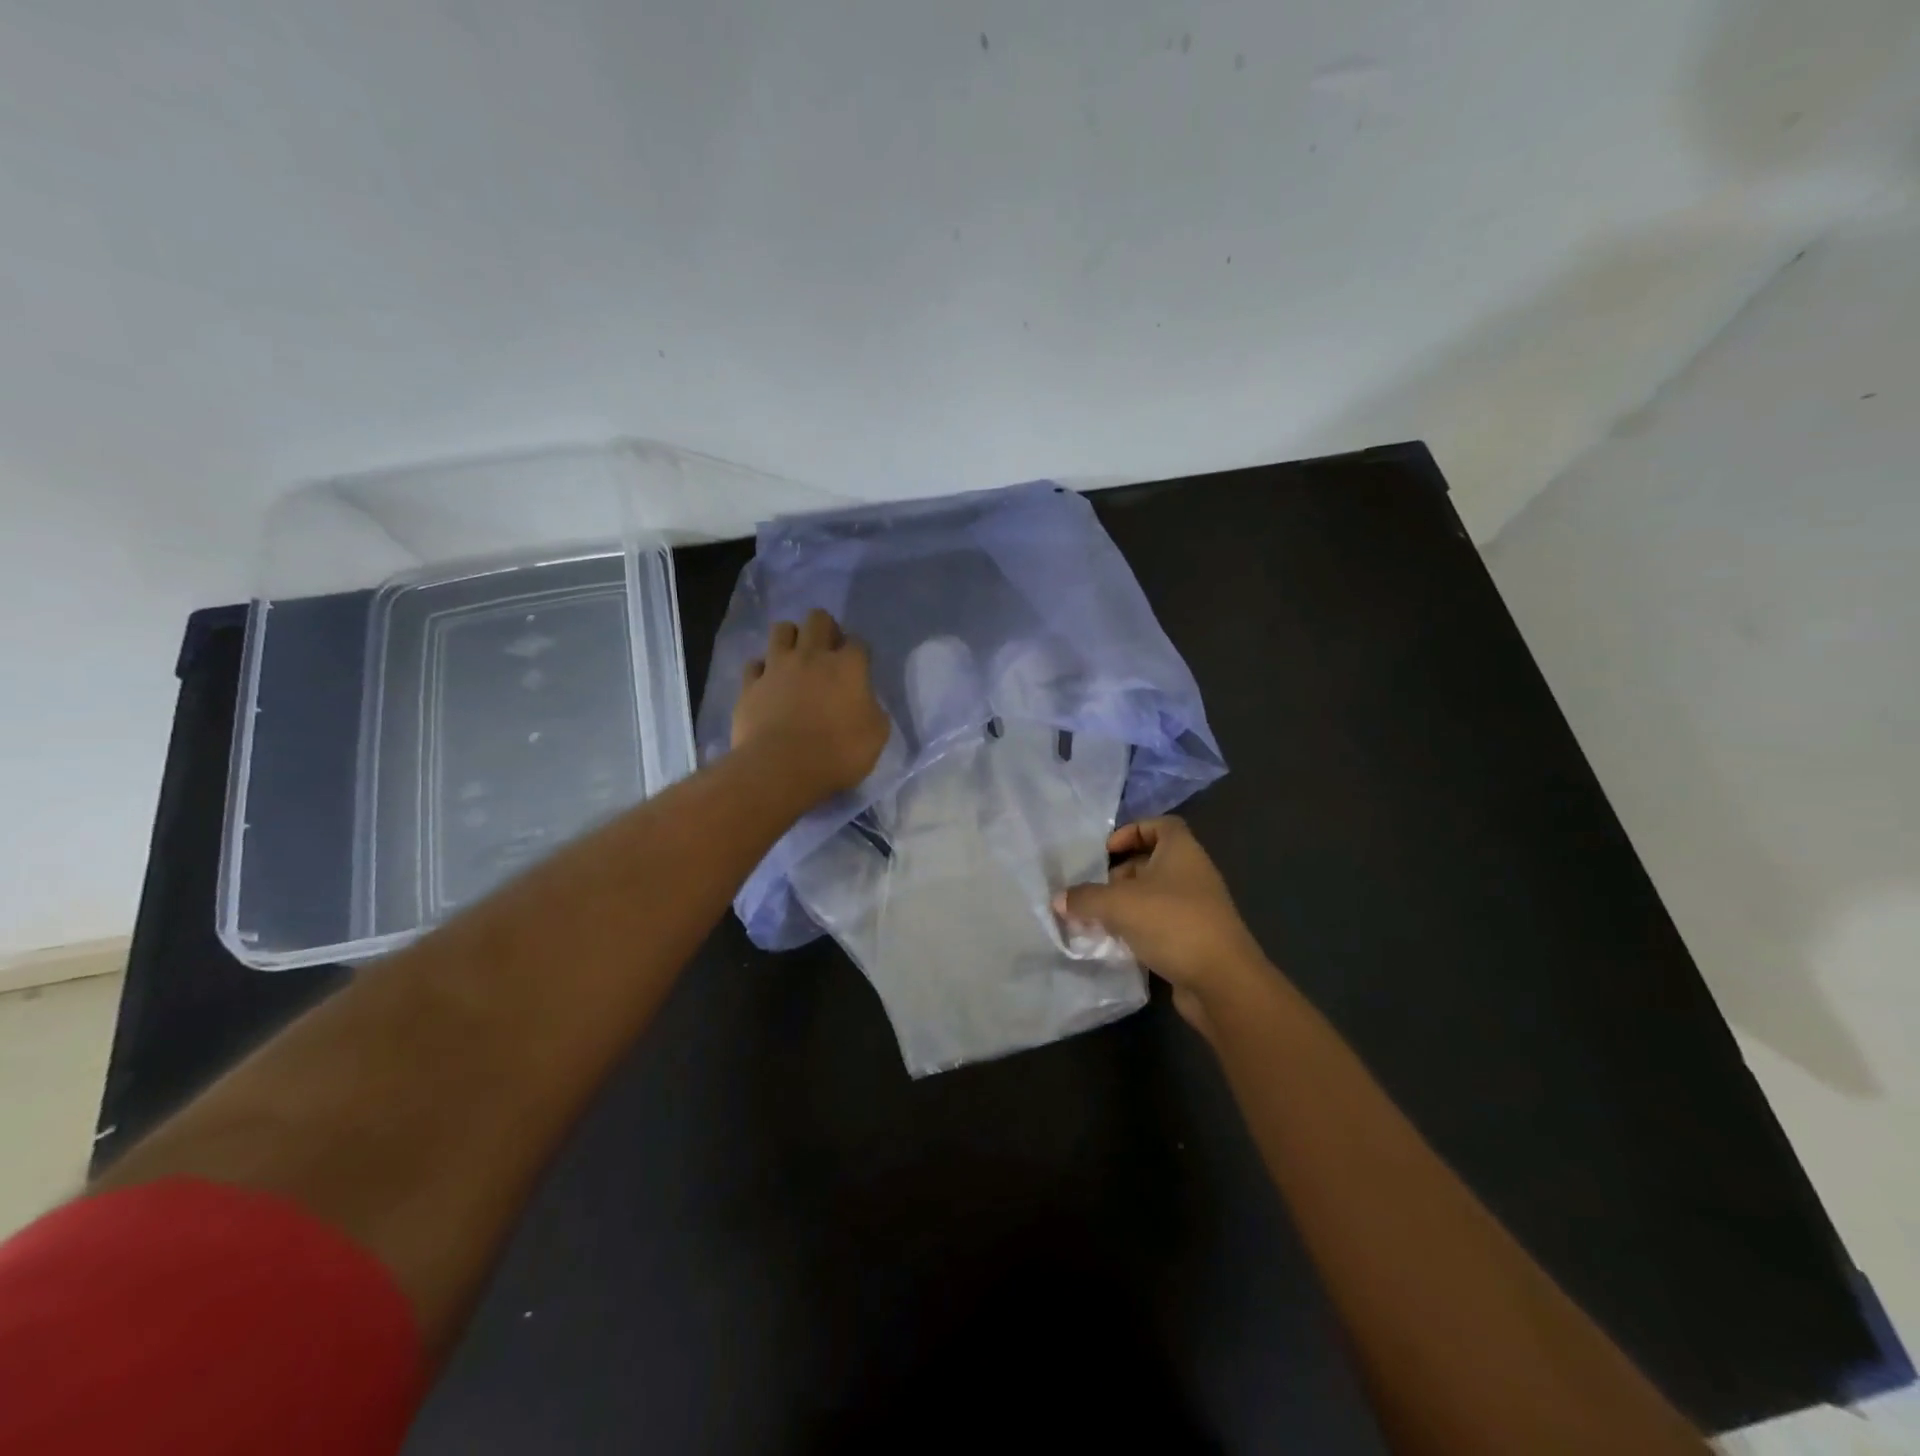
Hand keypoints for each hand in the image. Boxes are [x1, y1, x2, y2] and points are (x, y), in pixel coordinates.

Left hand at [732, 608, 889, 804]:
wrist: (781, 769)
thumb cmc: (837, 754)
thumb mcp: (876, 736)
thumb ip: (873, 710)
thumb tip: (865, 703)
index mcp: (848, 666)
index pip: (858, 642)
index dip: (859, 652)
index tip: (859, 668)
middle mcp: (811, 656)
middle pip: (818, 619)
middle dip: (825, 628)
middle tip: (828, 652)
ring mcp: (776, 667)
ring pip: (781, 629)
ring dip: (791, 638)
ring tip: (795, 658)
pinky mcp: (750, 685)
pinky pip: (754, 664)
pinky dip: (762, 669)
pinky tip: (768, 683)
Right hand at [1054, 816, 1264, 1031]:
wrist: (1221, 981)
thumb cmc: (1172, 923)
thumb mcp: (1118, 904)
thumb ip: (1085, 898)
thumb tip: (1059, 899)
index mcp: (1181, 851)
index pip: (1159, 825)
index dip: (1132, 831)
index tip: (1107, 851)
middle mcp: (1192, 873)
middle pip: (1153, 861)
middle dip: (1121, 874)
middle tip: (1095, 890)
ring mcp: (1197, 907)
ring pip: (1154, 895)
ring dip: (1127, 904)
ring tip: (1099, 919)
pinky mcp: (1195, 938)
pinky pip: (1161, 923)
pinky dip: (1139, 929)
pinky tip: (1117, 944)